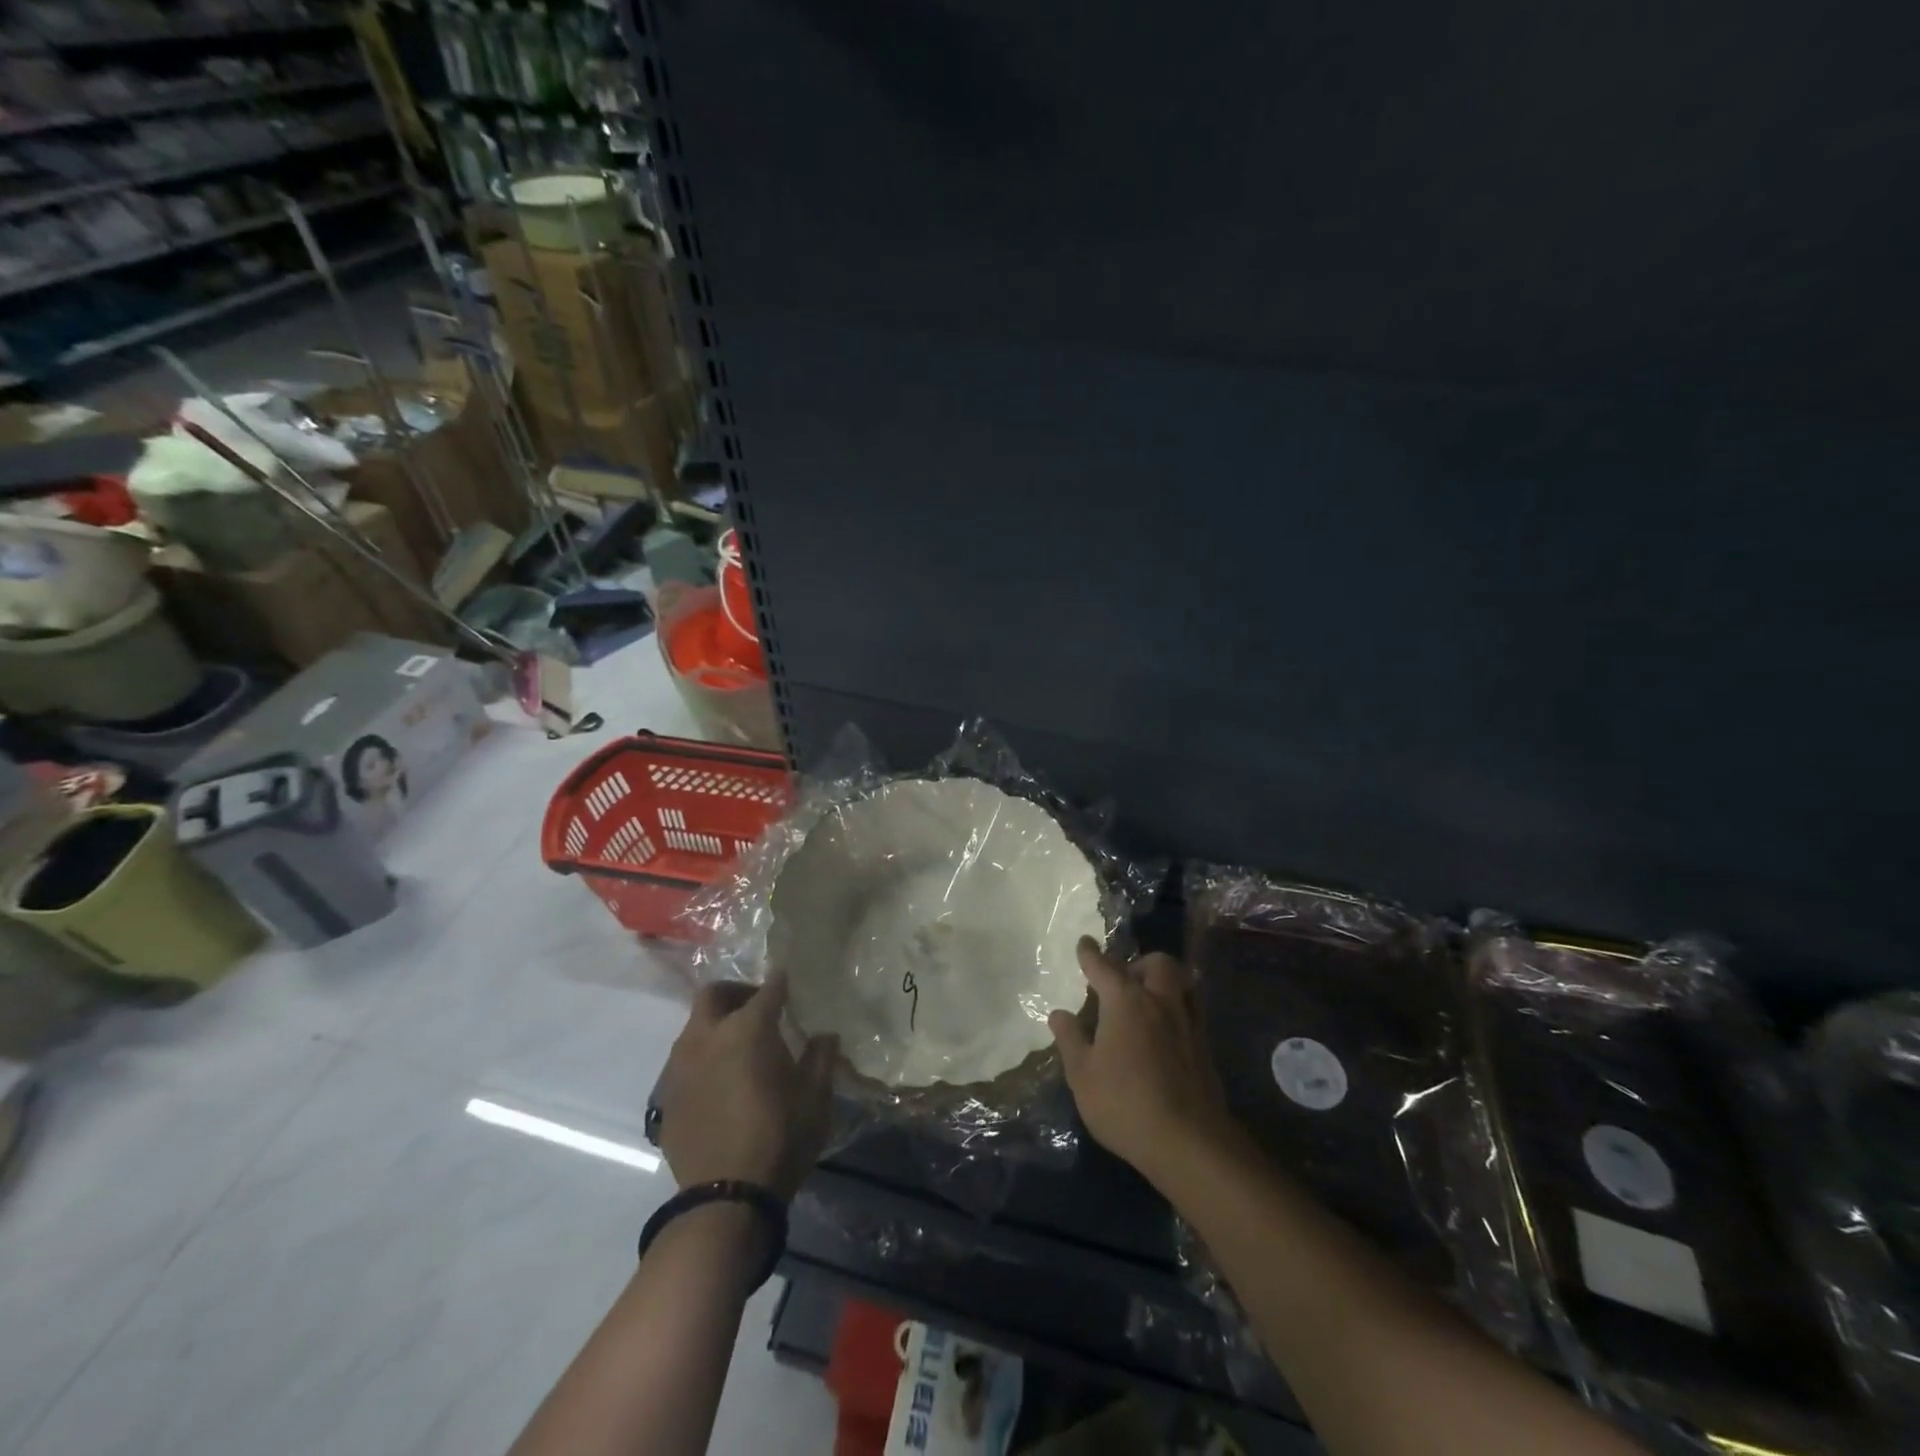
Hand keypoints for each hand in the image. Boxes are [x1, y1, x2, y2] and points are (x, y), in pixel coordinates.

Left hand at [654, 971, 836, 1199]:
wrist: (725, 1198)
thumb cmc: (780, 1138)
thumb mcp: (816, 1097)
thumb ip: (821, 1057)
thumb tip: (824, 1035)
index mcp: (747, 1030)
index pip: (767, 990)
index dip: (780, 983)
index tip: (788, 981)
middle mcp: (707, 1037)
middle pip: (713, 994)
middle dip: (736, 992)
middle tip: (757, 1007)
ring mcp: (681, 1067)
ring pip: (694, 1027)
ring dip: (716, 1025)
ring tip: (739, 1046)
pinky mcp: (668, 1096)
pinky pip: (685, 1061)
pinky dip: (704, 1058)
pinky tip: (721, 1081)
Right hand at [1048, 938, 1236, 1186]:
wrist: (1189, 1141)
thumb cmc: (1124, 1103)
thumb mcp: (1082, 1075)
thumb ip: (1070, 1039)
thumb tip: (1059, 1013)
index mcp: (1125, 1001)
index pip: (1103, 966)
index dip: (1090, 954)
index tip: (1084, 943)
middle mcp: (1160, 1001)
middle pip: (1157, 964)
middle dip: (1139, 963)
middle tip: (1124, 981)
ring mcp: (1188, 1023)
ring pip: (1182, 983)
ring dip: (1165, 983)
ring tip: (1148, 1001)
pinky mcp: (1206, 1047)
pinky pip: (1192, 1010)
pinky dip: (1178, 1009)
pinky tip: (1165, 1033)